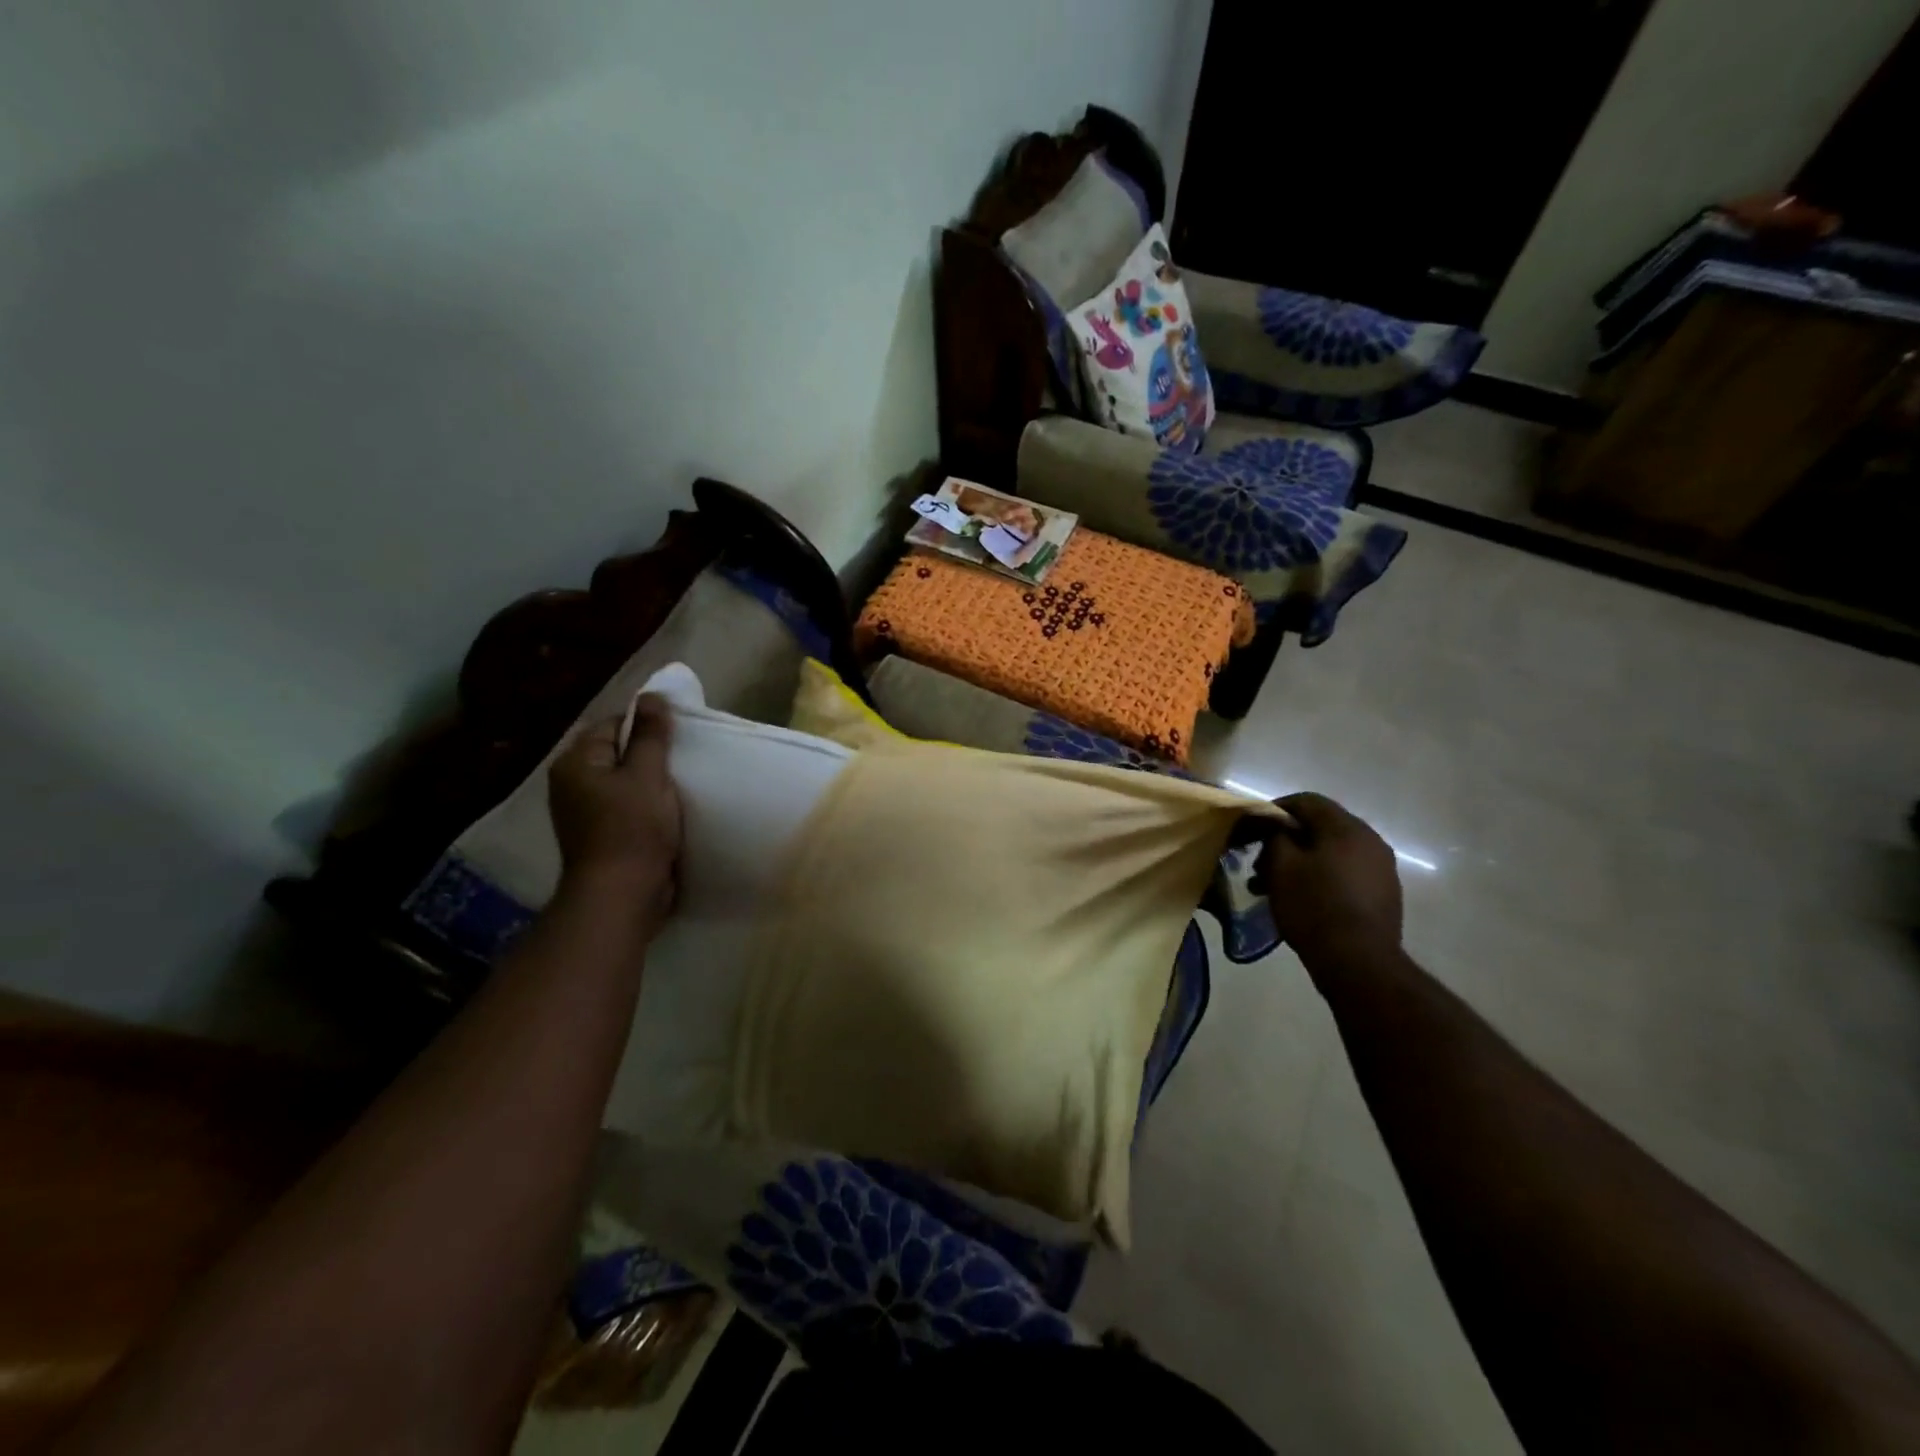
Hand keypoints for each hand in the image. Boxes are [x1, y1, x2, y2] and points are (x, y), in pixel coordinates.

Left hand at [548, 696, 681, 915]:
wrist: (622, 895)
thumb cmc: (634, 829)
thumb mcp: (648, 774)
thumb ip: (650, 735)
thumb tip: (651, 695)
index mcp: (576, 762)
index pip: (612, 724)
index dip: (645, 726)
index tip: (676, 738)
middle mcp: (570, 783)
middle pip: (615, 753)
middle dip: (647, 756)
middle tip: (681, 761)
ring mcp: (581, 813)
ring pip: (621, 782)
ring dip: (647, 783)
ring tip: (677, 786)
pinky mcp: (597, 836)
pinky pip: (622, 807)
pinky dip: (642, 806)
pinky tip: (665, 812)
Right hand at [1250, 793, 1401, 977]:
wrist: (1359, 962)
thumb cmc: (1314, 907)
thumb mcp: (1281, 866)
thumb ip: (1276, 836)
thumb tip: (1278, 829)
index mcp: (1347, 828)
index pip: (1307, 801)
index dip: (1276, 810)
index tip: (1253, 829)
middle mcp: (1371, 840)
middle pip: (1321, 827)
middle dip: (1287, 841)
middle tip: (1260, 864)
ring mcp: (1382, 868)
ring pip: (1333, 852)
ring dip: (1302, 862)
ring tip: (1275, 887)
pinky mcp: (1384, 893)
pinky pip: (1346, 873)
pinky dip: (1321, 877)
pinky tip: (1303, 899)